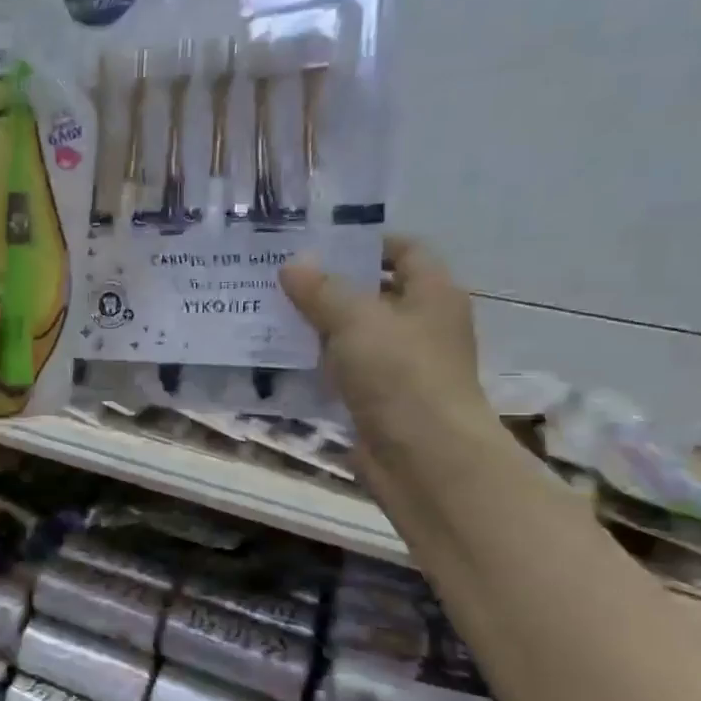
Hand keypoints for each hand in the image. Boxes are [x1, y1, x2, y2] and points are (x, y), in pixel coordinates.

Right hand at [280, 235, 490, 466]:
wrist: (424, 458)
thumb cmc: (400, 374)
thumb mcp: (355, 320)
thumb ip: (321, 289)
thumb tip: (293, 264)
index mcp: (432, 295)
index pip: (406, 250)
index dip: (366, 242)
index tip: (319, 243)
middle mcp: (420, 325)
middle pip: (373, 293)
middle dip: (328, 285)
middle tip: (279, 278)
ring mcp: (400, 366)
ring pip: (352, 335)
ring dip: (315, 327)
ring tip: (268, 314)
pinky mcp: (378, 399)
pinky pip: (341, 372)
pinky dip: (315, 365)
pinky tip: (278, 359)